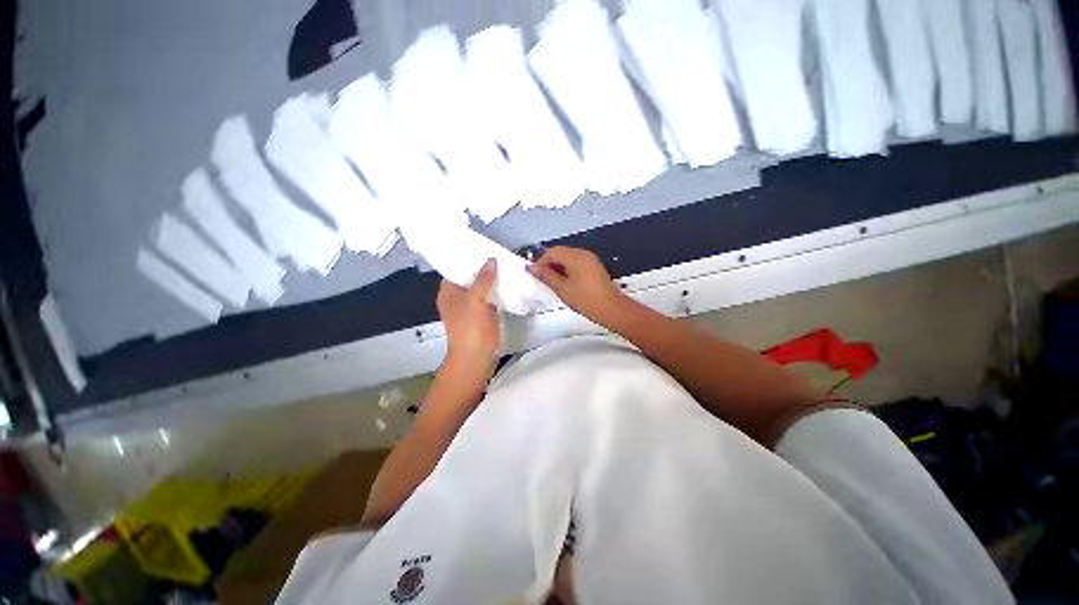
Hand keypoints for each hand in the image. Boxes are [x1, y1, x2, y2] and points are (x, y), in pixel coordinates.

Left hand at [437, 258, 499, 374]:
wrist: (476, 356)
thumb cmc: (469, 327)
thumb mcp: (474, 299)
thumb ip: (483, 278)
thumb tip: (491, 259)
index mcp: (449, 292)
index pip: (455, 268)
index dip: (466, 257)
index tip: (480, 245)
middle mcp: (459, 296)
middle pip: (470, 277)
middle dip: (483, 266)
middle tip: (498, 250)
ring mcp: (473, 305)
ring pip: (483, 286)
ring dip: (493, 277)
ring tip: (507, 261)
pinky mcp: (486, 313)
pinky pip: (492, 296)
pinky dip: (499, 289)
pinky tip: (510, 279)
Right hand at [527, 246, 626, 325]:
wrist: (611, 309)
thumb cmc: (585, 300)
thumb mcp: (562, 289)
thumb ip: (546, 276)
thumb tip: (532, 268)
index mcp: (575, 256)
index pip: (552, 252)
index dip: (540, 262)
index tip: (534, 275)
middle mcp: (583, 253)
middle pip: (560, 252)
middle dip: (548, 264)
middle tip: (542, 279)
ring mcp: (590, 259)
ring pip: (567, 257)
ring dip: (557, 267)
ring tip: (552, 282)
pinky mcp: (594, 267)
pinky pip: (575, 262)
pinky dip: (567, 269)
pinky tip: (564, 282)